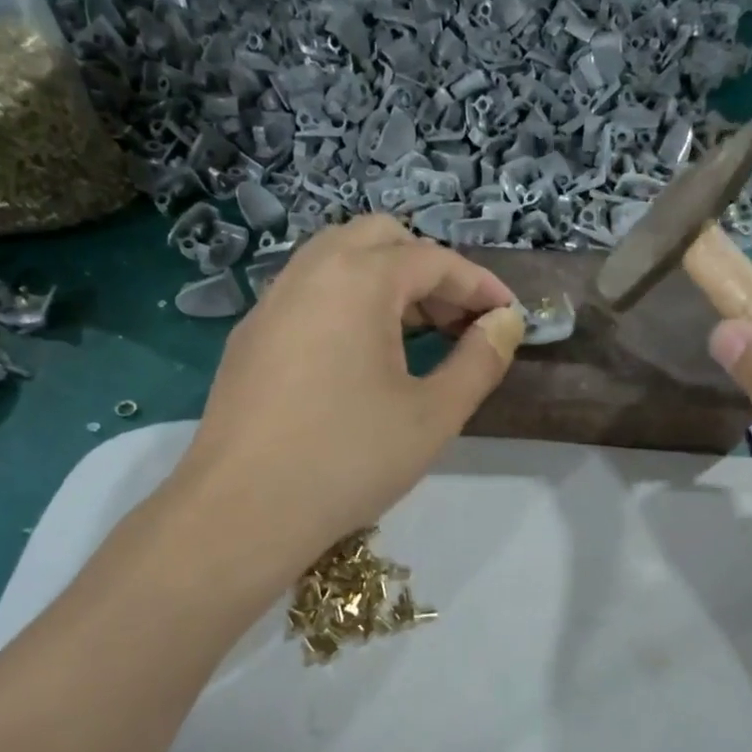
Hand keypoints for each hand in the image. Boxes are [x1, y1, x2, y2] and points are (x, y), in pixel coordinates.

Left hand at [177, 215, 523, 572]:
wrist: (242, 511)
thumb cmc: (349, 460)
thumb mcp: (433, 415)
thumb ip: (479, 361)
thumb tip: (504, 324)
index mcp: (357, 281)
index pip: (433, 260)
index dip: (479, 285)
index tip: (509, 317)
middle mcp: (309, 273)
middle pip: (379, 240)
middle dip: (429, 270)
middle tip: (458, 321)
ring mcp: (271, 303)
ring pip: (337, 261)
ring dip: (386, 282)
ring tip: (417, 335)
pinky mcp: (250, 337)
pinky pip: (309, 293)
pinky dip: (348, 302)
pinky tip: (362, 356)